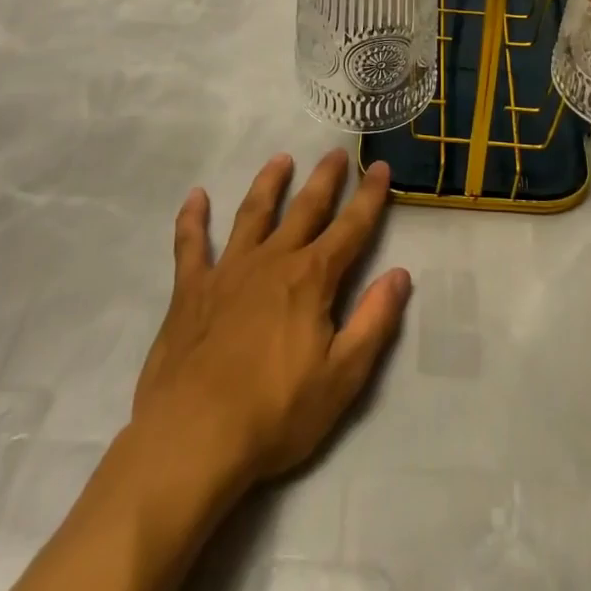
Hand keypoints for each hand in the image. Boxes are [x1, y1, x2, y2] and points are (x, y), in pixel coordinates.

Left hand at [131, 149, 411, 495]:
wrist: (193, 437)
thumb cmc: (275, 413)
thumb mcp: (342, 378)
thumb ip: (374, 322)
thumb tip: (400, 274)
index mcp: (311, 278)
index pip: (350, 228)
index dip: (369, 197)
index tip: (381, 166)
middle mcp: (273, 260)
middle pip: (305, 208)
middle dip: (324, 179)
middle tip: (336, 152)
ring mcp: (228, 270)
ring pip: (253, 213)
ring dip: (269, 183)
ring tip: (280, 159)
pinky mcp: (191, 289)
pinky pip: (190, 244)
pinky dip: (192, 218)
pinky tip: (195, 196)